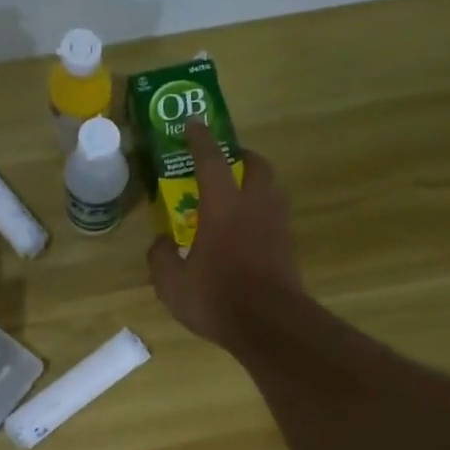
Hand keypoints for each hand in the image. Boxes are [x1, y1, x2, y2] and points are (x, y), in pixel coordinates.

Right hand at [147, 120, 302, 348]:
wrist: (270, 325)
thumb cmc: (217, 298)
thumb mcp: (172, 284)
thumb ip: (161, 258)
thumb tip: (160, 244)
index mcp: (223, 206)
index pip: (211, 160)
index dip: (200, 139)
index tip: (194, 124)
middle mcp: (255, 206)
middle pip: (256, 165)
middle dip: (242, 156)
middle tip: (227, 160)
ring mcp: (277, 226)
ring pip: (272, 190)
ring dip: (256, 183)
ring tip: (238, 195)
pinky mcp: (288, 248)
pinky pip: (275, 218)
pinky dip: (262, 214)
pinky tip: (248, 232)